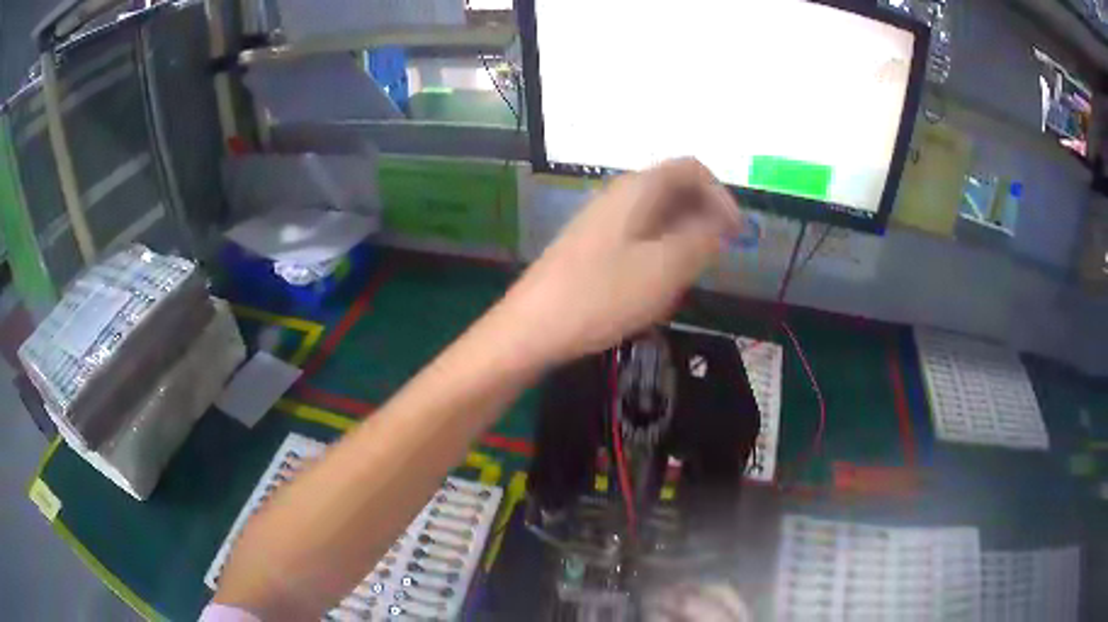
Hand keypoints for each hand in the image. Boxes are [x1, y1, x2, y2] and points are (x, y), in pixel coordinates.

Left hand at [506, 158, 740, 361]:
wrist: (532, 327)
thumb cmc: (602, 295)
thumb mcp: (665, 269)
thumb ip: (701, 240)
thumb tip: (720, 223)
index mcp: (638, 190)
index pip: (691, 169)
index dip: (721, 194)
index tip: (736, 232)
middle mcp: (619, 196)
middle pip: (674, 189)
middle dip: (704, 217)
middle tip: (717, 256)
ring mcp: (602, 221)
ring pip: (658, 216)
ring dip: (683, 237)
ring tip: (689, 275)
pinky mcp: (592, 247)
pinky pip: (639, 237)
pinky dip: (661, 252)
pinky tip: (657, 285)